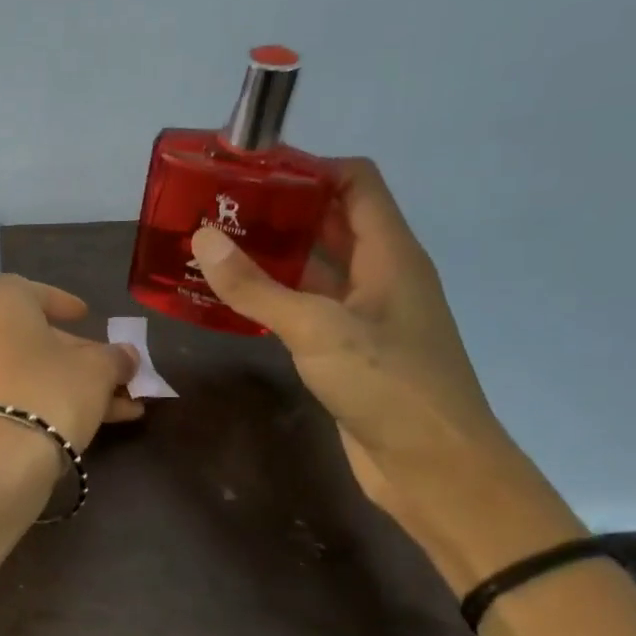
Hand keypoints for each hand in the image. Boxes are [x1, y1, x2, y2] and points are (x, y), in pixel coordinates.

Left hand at [0, 275, 142, 453]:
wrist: (1, 461)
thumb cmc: (51, 392)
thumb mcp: (97, 370)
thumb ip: (115, 358)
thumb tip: (126, 356)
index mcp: (3, 311)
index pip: (25, 289)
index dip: (57, 299)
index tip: (84, 316)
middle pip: (35, 336)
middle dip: (79, 353)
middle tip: (114, 370)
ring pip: (34, 372)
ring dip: (79, 383)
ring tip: (127, 405)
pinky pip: (23, 397)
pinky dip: (58, 403)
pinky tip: (106, 424)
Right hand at [188, 159, 537, 555]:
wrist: (434, 468)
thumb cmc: (389, 385)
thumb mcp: (317, 328)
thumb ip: (256, 286)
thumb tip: (202, 238)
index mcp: (390, 254)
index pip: (355, 182)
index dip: (308, 166)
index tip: (249, 169)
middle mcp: (379, 274)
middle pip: (330, 220)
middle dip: (278, 208)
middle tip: (216, 206)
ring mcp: (364, 313)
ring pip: (314, 265)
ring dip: (270, 253)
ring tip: (212, 245)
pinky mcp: (346, 347)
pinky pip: (305, 305)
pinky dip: (271, 294)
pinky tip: (228, 298)